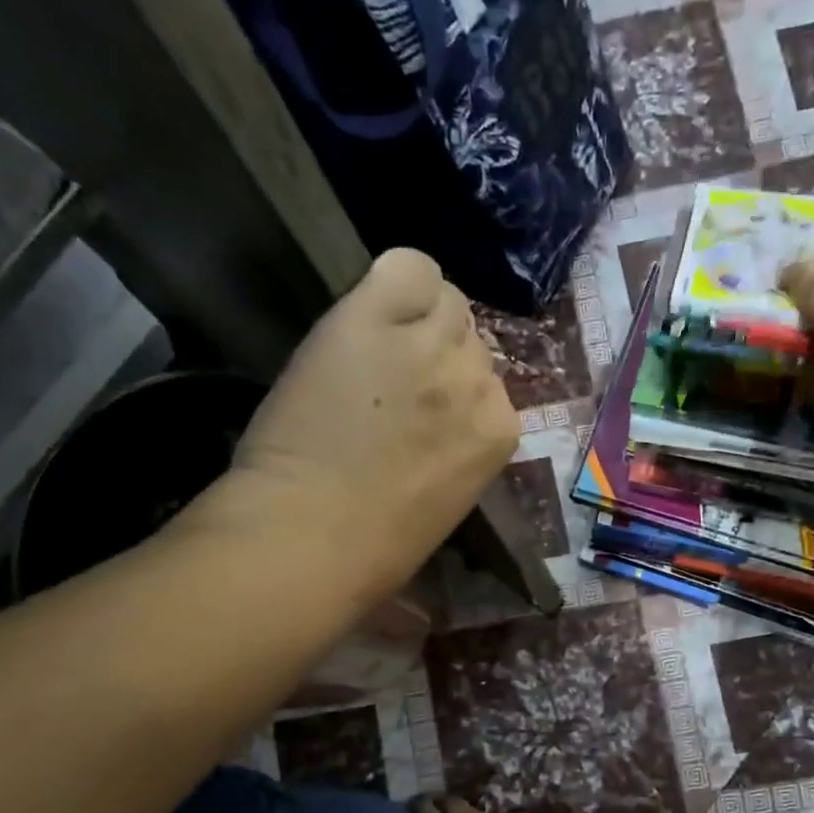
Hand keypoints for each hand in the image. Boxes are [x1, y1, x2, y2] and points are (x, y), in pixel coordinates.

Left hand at [187, 248, 519, 599]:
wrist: (313, 535)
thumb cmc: (378, 545)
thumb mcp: (447, 497)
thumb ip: (458, 446)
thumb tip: (443, 419)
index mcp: (500, 433)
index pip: (492, 382)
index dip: (454, 390)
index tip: (423, 408)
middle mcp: (477, 382)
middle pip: (470, 338)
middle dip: (437, 353)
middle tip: (391, 381)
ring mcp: (428, 348)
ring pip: (444, 299)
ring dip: (415, 317)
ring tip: (375, 349)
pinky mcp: (374, 319)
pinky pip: (408, 266)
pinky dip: (393, 281)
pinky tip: (369, 311)